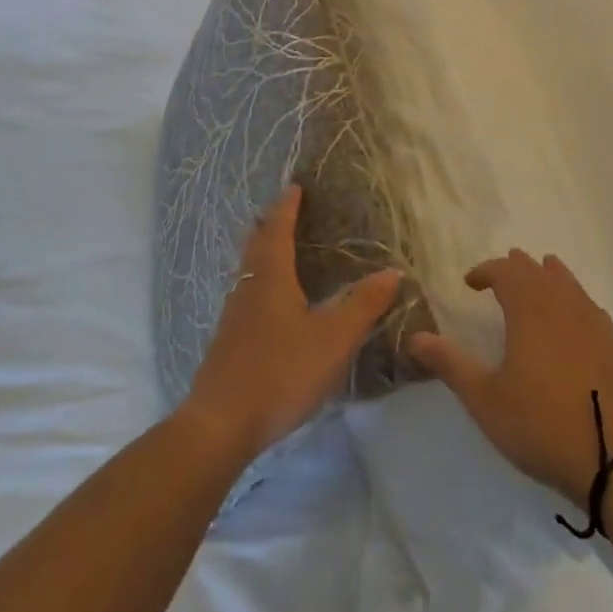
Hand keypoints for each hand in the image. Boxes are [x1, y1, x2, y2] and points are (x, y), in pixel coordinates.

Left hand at [181, 186, 401, 463]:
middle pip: (256, 244)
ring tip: (281, 250)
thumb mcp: (332, 339)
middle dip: (270, 224)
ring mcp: (233, 315)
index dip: (287, 206)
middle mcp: (247, 287)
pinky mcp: (228, 341)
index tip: (295, 187)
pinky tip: (270, 303)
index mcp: (271, 277)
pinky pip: (246, 294)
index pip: (278, 228)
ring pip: (248, 269)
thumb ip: (363, 306)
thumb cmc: (280, 371)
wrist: (220, 424)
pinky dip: (259, 281)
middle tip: (286, 211)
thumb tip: (392, 272)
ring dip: (262, 252)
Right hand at [407, 249, 612, 511]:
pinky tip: (573, 313)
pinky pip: (588, 304)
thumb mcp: (485, 400)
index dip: (486, 270)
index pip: (506, 272)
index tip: (470, 282)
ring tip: (539, 273)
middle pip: (537, 271)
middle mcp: (562, 304)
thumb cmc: (541, 426)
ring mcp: (593, 321)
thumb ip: (450, 364)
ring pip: (567, 282)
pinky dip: (573, 296)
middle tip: (501, 274)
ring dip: (547, 275)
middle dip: (515, 268)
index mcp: (530, 310)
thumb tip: (414, 338)